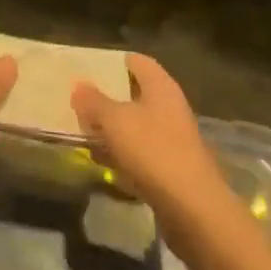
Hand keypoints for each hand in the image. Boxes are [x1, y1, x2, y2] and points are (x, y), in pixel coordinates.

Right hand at [71, 55, 229, 224]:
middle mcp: (170, 107)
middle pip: (136, 94)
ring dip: (113, 128)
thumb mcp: (115, 121)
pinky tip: (103, 162)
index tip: (89, 68)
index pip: (138, 62)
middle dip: (108, 98)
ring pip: (136, 125)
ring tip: (84, 131)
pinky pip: (140, 152)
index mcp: (161, 87)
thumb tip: (79, 86)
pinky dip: (122, 154)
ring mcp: (172, 138)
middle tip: (79, 101)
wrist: (192, 207)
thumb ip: (94, 102)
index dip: (115, 62)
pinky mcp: (170, 167)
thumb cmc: (153, 150)